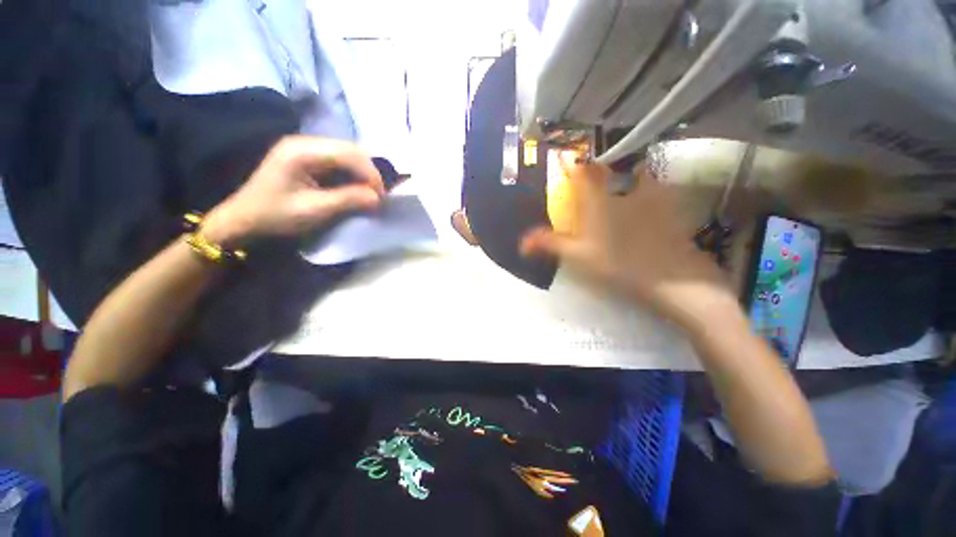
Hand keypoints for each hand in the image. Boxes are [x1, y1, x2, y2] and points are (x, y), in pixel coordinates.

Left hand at [202, 136, 384, 245]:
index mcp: (302, 151)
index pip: (348, 153)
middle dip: (369, 172)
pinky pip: (339, 160)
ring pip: (347, 153)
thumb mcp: (314, 210)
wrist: (244, 220)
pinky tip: (354, 188)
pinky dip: (352, 174)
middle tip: (377, 196)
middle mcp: (304, 142)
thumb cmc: (276, 216)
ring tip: (368, 193)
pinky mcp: (307, 157)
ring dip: (362, 173)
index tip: (381, 197)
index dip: (370, 174)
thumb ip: (348, 200)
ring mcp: (305, 147)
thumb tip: (377, 198)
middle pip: (350, 149)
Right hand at [521, 160, 734, 328]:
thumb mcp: (577, 256)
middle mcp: (622, 190)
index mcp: (597, 200)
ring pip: (636, 171)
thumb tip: (521, 243)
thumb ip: (550, 244)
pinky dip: (649, 183)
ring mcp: (649, 195)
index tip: (564, 155)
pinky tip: (646, 194)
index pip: (581, 171)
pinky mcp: (668, 205)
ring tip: (620, 172)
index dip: (572, 161)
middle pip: (608, 167)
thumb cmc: (617, 264)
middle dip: (598, 162)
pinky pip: (656, 186)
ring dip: (627, 168)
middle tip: (592, 165)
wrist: (670, 277)